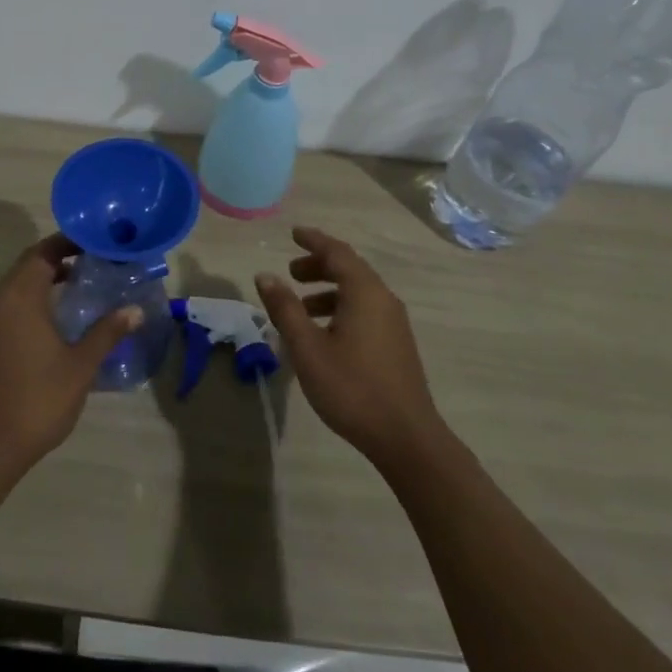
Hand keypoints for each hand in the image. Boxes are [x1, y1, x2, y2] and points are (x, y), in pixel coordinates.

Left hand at [0, 234, 141, 480]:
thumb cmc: (38, 399)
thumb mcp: (81, 365)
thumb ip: (107, 332)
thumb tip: (135, 310)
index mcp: (19, 297)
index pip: (42, 252)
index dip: (68, 242)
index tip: (95, 243)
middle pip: (27, 266)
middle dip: (58, 259)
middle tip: (92, 263)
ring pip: (14, 288)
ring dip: (43, 282)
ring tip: (77, 289)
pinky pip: (5, 308)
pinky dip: (28, 303)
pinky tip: (51, 323)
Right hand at [254, 226, 447, 468]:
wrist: (406, 437)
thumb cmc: (352, 388)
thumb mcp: (308, 348)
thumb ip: (285, 309)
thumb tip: (265, 275)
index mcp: (364, 292)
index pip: (337, 252)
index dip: (313, 240)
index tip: (293, 233)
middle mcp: (383, 299)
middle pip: (349, 269)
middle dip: (318, 266)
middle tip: (291, 273)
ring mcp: (394, 323)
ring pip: (358, 292)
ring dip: (328, 291)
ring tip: (300, 308)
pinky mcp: (397, 344)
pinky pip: (365, 310)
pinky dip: (341, 308)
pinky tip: (324, 334)